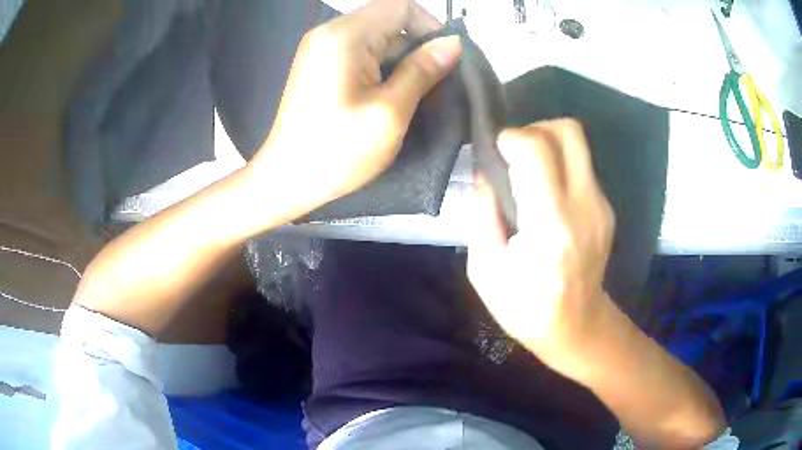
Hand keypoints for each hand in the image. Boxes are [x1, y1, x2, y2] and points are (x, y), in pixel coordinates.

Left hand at [248, 0, 461, 214]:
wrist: (286, 180)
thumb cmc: (336, 151)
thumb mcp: (389, 112)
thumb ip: (422, 70)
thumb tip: (453, 42)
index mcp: (345, 35)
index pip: (401, 6)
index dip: (431, 26)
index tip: (446, 60)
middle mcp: (331, 33)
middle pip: (390, 22)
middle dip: (418, 49)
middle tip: (436, 88)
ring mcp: (323, 49)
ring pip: (379, 41)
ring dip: (403, 63)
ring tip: (418, 98)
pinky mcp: (322, 66)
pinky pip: (363, 55)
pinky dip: (384, 71)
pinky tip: (393, 98)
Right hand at [467, 119, 615, 376]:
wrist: (577, 327)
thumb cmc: (526, 308)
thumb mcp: (485, 270)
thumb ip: (481, 215)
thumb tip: (484, 173)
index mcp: (550, 226)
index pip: (537, 150)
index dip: (511, 138)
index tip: (495, 152)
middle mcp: (583, 206)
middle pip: (568, 131)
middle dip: (535, 129)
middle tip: (514, 155)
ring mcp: (600, 205)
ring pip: (577, 143)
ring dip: (547, 145)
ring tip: (527, 174)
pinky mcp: (605, 208)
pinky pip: (580, 166)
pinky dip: (558, 165)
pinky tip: (545, 195)